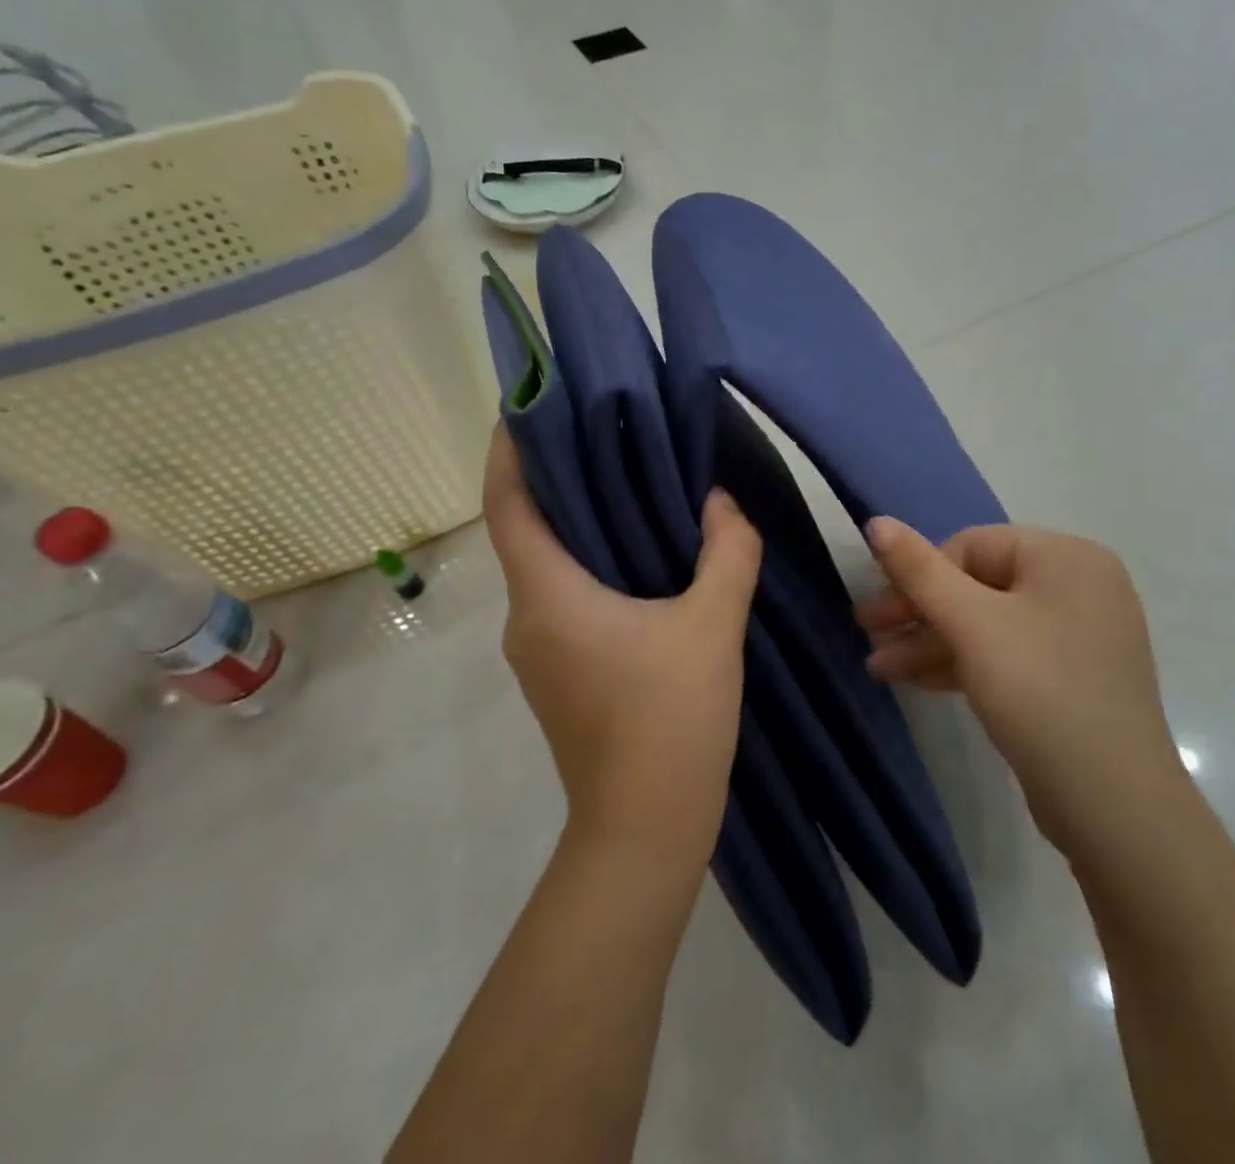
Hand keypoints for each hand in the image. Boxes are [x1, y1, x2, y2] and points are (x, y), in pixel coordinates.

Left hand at [483, 426, 762, 856]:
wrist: (646, 830)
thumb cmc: (671, 719)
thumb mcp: (712, 625)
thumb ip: (726, 553)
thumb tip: (722, 505)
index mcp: (548, 596)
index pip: (509, 504)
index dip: (509, 450)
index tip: (527, 404)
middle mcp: (528, 618)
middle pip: (527, 530)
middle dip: (557, 478)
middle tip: (603, 432)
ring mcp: (540, 651)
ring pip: (550, 567)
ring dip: (580, 525)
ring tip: (629, 483)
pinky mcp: (562, 673)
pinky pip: (567, 597)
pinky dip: (593, 564)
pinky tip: (642, 556)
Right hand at [857, 520, 1176, 850]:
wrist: (1113, 806)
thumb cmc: (1039, 692)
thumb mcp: (970, 624)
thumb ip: (919, 570)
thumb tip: (877, 521)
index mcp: (1066, 557)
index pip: (972, 546)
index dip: (919, 574)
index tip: (878, 610)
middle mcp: (1078, 586)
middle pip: (978, 584)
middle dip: (919, 612)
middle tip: (867, 632)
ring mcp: (1077, 634)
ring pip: (988, 623)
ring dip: (932, 642)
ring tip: (880, 667)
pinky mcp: (1071, 677)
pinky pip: (1006, 653)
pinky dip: (963, 663)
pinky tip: (919, 681)